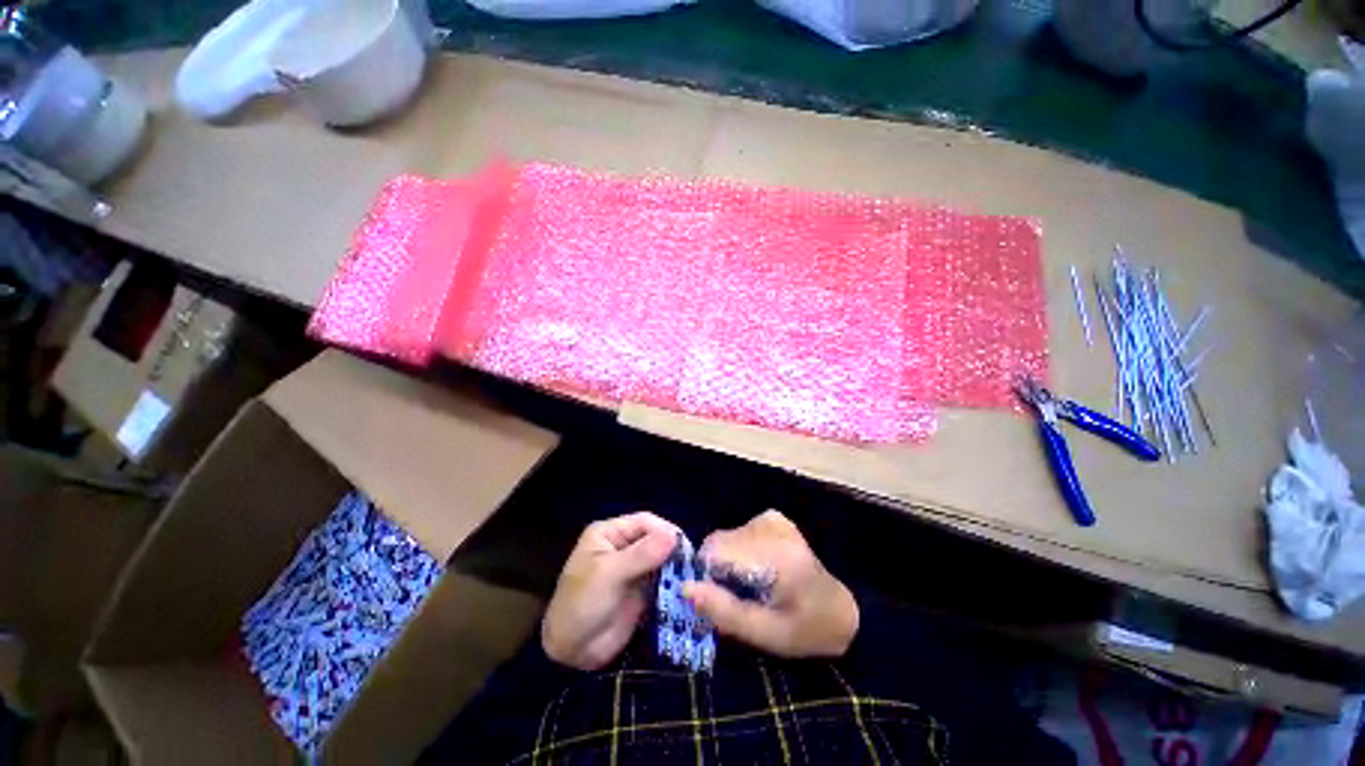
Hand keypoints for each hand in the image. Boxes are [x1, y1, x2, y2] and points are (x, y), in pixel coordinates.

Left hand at [542, 511, 678, 670]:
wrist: (570, 654)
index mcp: (609, 533)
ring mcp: (633, 568)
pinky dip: (674, 582)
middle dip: (672, 548)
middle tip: (692, 562)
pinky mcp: (642, 590)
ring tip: (693, 576)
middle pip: (655, 538)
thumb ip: (642, 554)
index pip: (644, 522)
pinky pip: (662, 579)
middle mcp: (623, 546)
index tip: (683, 545)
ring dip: (676, 566)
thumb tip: (674, 535)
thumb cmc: (581, 604)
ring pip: (661, 558)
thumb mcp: (609, 575)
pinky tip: (687, 588)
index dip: (664, 530)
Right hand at [684, 510, 857, 658]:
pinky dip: (739, 552)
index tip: (724, 599)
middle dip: (720, 571)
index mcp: (775, 554)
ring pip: (725, 538)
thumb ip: (724, 611)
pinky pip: (737, 533)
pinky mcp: (772, 517)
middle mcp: (771, 526)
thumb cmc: (803, 629)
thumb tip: (685, 588)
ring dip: (729, 562)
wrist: (838, 611)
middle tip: (742, 596)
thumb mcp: (764, 634)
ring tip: (753, 585)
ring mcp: (772, 518)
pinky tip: (758, 569)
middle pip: (718, 543)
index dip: (709, 577)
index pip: (716, 551)